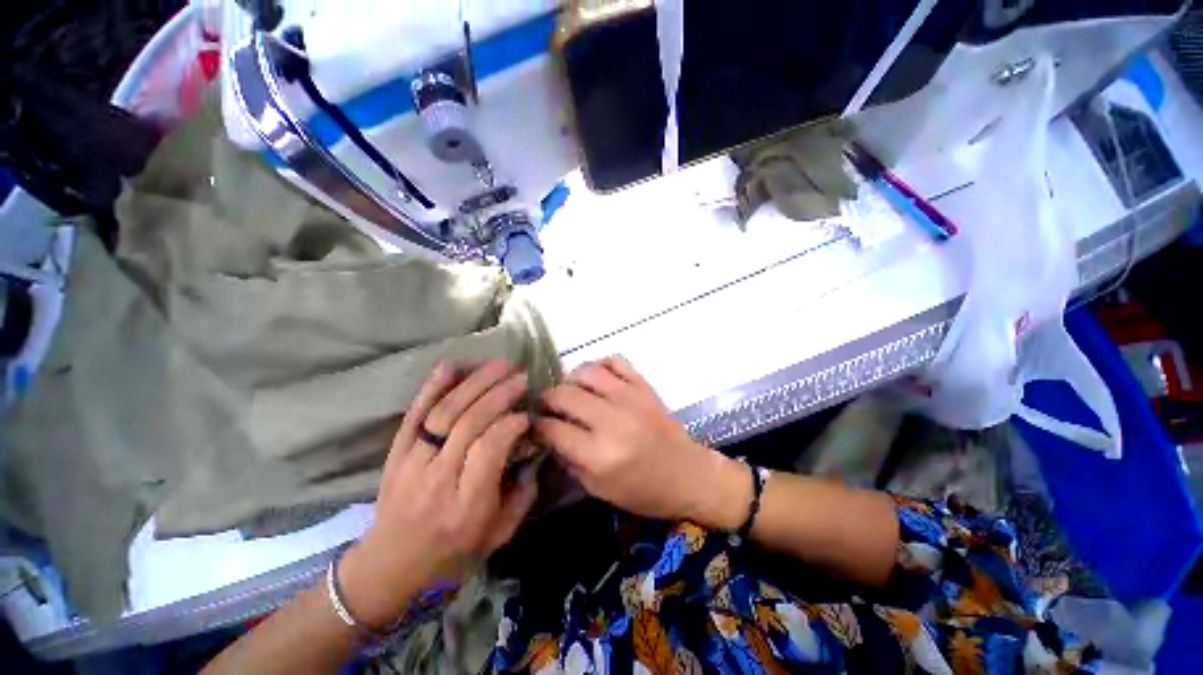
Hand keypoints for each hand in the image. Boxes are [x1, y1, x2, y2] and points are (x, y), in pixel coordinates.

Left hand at [339, 360, 538, 629]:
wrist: (389, 567)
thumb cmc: (452, 554)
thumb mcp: (498, 536)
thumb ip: (523, 496)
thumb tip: (535, 453)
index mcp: (467, 506)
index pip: (489, 450)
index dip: (511, 424)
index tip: (527, 413)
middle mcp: (438, 480)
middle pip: (468, 424)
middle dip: (498, 394)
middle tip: (520, 376)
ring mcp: (412, 463)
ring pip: (444, 413)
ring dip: (474, 383)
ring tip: (499, 364)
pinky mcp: (396, 453)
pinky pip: (414, 414)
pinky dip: (432, 387)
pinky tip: (451, 366)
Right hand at [534, 357, 748, 529]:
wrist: (686, 473)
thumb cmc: (642, 490)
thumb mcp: (598, 488)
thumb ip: (568, 459)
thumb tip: (547, 434)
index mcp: (599, 454)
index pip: (554, 428)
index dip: (537, 424)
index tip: (533, 423)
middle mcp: (611, 420)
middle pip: (565, 395)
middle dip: (547, 398)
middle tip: (546, 405)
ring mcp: (629, 397)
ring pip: (587, 371)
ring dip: (570, 378)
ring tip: (569, 389)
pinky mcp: (643, 386)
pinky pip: (615, 361)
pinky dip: (599, 365)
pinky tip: (596, 378)